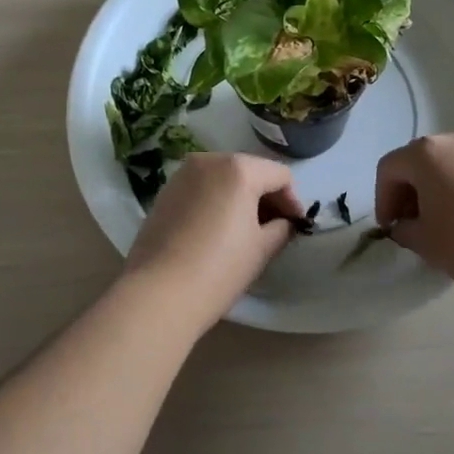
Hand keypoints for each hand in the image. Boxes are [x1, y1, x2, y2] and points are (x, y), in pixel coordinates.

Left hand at [123, 152, 302, 330]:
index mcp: (239, 168)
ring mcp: (182, 173)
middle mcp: (210, 160)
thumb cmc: (219, 269)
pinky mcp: (165, 191)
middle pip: (250, 170)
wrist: (158, 293)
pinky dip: (215, 200)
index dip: (293, 201)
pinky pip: (201, 187)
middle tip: (274, 227)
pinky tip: (215, 230)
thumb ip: (281, 228)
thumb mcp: (261, 249)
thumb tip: (285, 222)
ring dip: (239, 196)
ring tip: (244, 229)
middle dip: (265, 196)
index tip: (295, 226)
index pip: (280, 175)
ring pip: (224, 177)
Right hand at [374, 130, 453, 303]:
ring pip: (446, 164)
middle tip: (409, 224)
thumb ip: (404, 228)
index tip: (389, 228)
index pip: (389, 169)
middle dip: (408, 190)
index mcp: (426, 153)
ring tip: (439, 223)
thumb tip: (406, 225)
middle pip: (417, 160)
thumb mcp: (424, 242)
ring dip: (435, 188)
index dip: (383, 199)